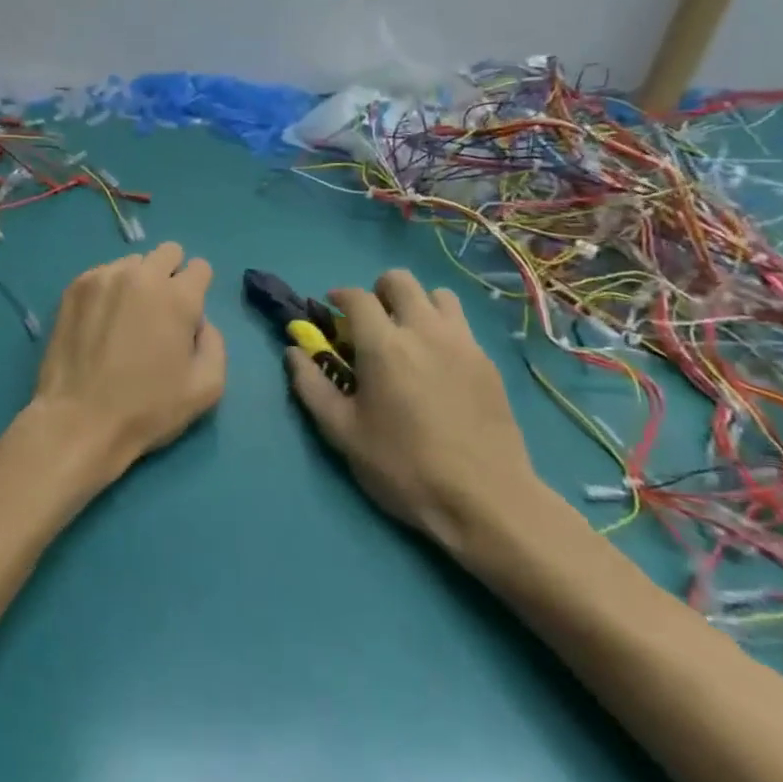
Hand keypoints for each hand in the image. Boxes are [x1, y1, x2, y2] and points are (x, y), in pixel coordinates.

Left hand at [31, 242, 225, 481]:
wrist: (79, 419)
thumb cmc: (148, 408)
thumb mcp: (207, 387)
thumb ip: (215, 343)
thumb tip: (200, 321)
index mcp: (177, 297)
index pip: (199, 267)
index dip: (198, 290)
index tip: (188, 315)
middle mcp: (141, 276)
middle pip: (168, 252)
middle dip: (171, 275)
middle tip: (160, 312)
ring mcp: (103, 277)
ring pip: (133, 263)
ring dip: (138, 281)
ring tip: (126, 319)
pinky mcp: (75, 287)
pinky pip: (103, 274)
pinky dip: (109, 290)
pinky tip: (101, 322)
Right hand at [286, 269, 548, 558]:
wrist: (486, 500)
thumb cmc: (403, 466)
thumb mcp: (342, 432)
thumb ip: (311, 385)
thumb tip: (293, 352)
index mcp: (383, 345)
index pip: (357, 296)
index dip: (339, 296)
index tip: (332, 313)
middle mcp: (424, 331)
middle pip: (400, 280)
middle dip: (379, 292)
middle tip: (371, 324)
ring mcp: (462, 344)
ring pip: (438, 295)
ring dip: (417, 304)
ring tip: (408, 337)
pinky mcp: (489, 363)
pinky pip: (461, 325)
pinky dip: (443, 329)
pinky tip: (437, 365)